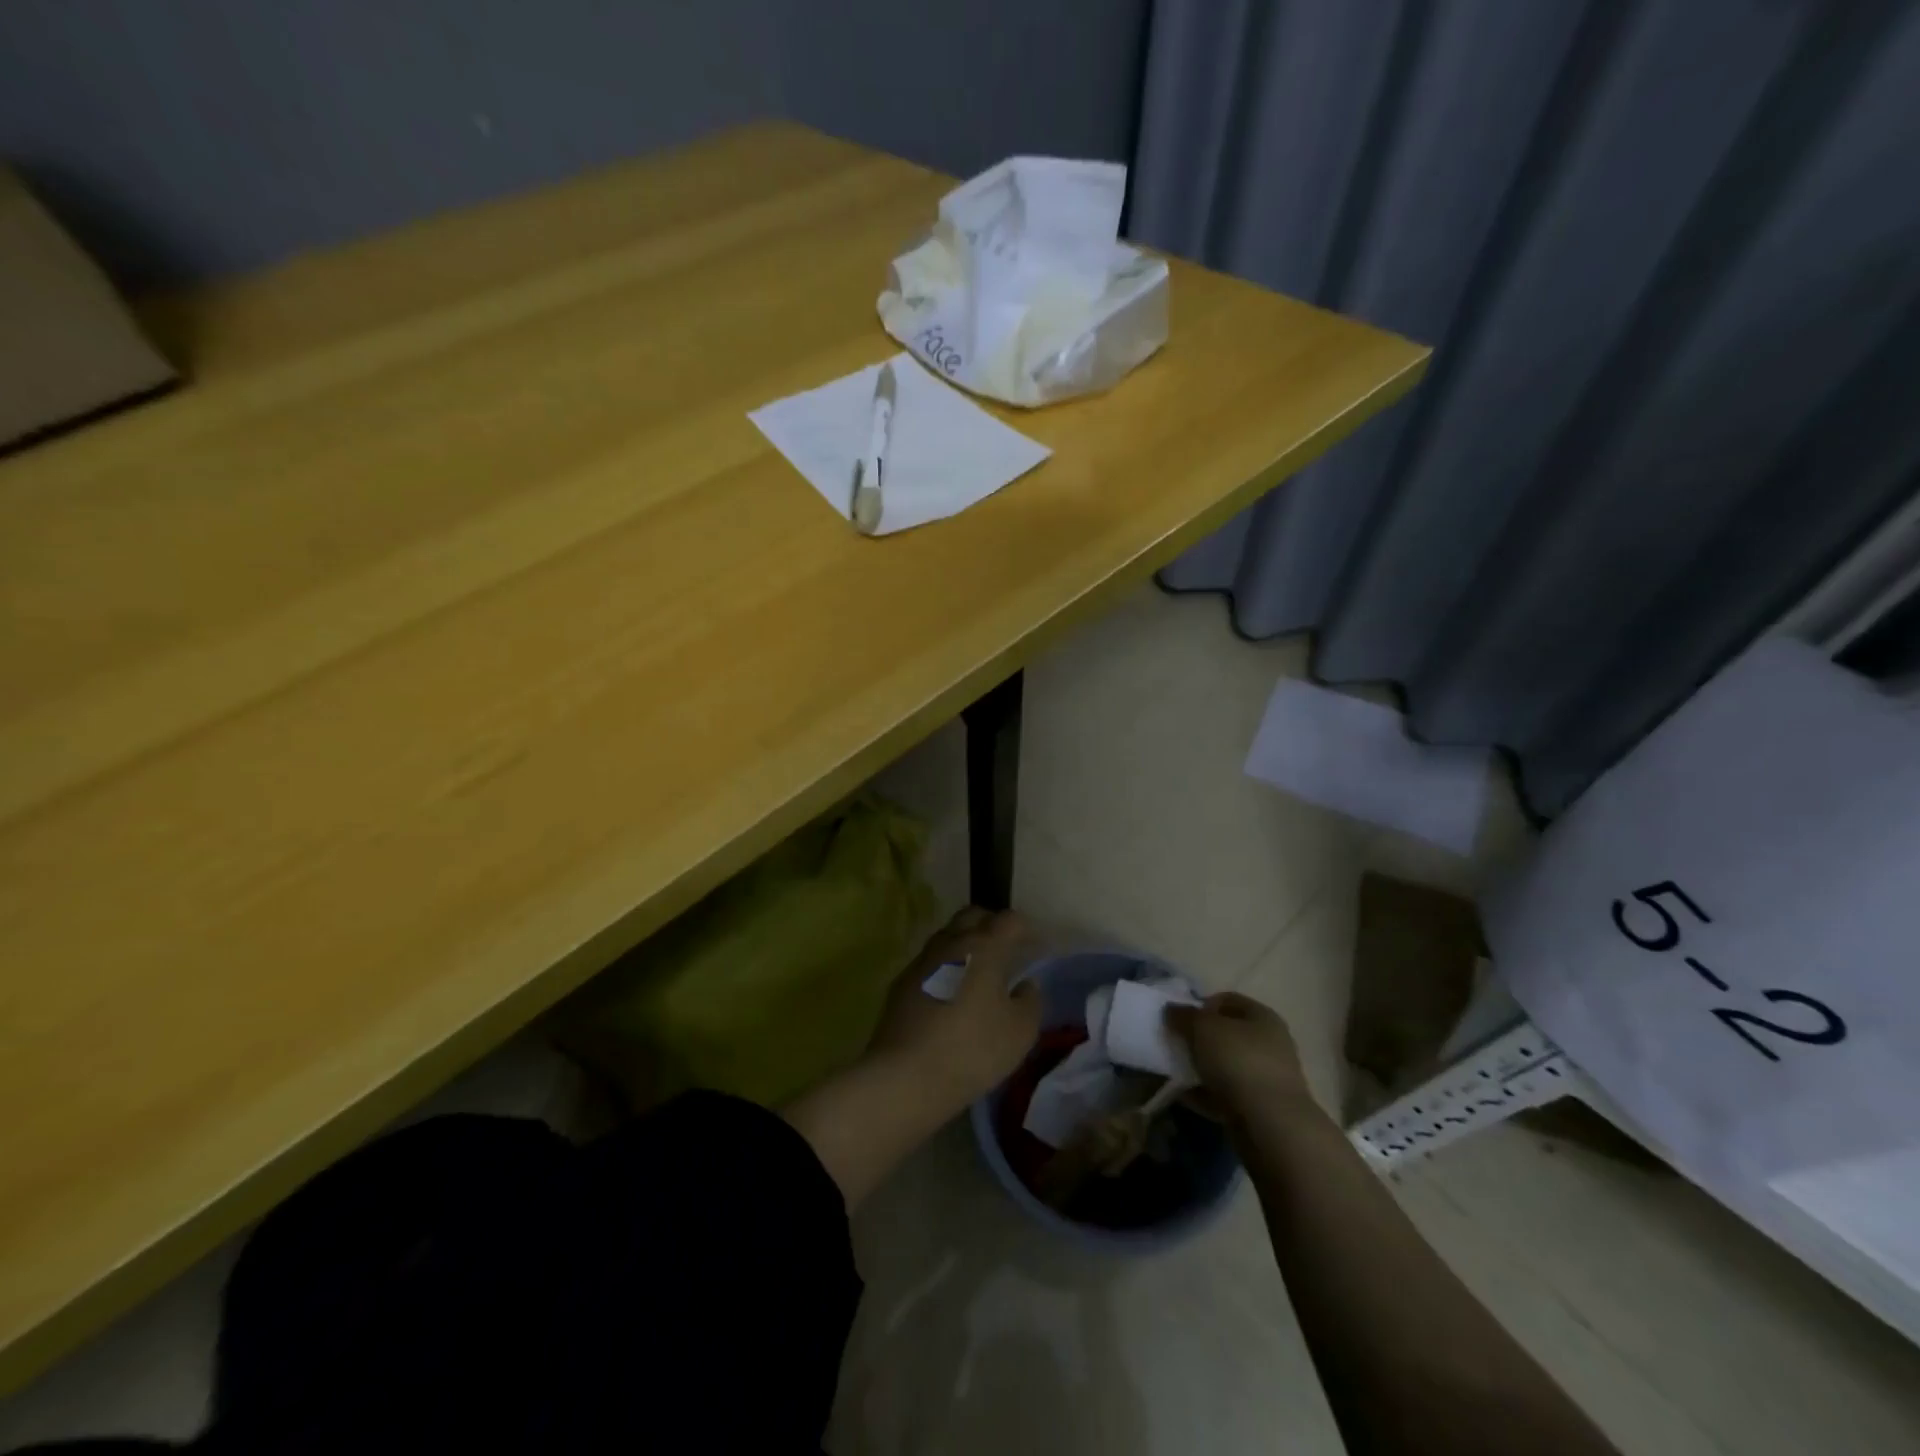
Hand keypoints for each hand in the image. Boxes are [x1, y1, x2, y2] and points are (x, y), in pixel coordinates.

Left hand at [868, 907, 1043, 1104]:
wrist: (906, 1074)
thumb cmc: (972, 1049)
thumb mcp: (1020, 1032)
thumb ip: (1030, 1001)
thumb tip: (1026, 984)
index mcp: (984, 947)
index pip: (1009, 920)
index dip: (1025, 928)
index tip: (1033, 946)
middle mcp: (951, 943)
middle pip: (972, 915)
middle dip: (990, 924)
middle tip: (1004, 948)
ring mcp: (922, 960)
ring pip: (947, 936)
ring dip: (964, 943)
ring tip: (976, 970)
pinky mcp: (901, 982)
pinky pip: (928, 962)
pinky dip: (944, 967)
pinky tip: (948, 992)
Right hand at [1166, 992, 1316, 1122]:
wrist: (1271, 1125)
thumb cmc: (1238, 1061)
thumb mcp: (1203, 1028)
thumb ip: (1183, 1015)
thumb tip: (1172, 1010)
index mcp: (1262, 1016)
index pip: (1227, 1000)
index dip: (1201, 1005)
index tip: (1181, 1019)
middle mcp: (1270, 1043)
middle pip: (1227, 1034)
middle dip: (1199, 1039)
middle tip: (1177, 1045)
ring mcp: (1268, 1078)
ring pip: (1226, 1065)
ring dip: (1201, 1067)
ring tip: (1177, 1072)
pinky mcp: (1261, 1108)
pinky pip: (1227, 1094)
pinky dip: (1207, 1094)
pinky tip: (1186, 1097)